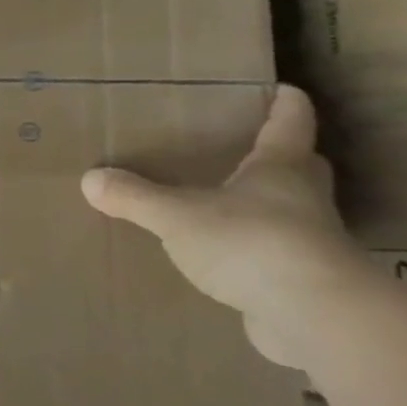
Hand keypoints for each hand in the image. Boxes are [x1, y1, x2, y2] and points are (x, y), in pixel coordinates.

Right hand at [80, 85, 370, 361]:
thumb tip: (90, 178)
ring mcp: (310, 242)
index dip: (286, 103)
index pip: (290, 123)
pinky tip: (227, 259)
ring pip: (292, 211)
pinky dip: (257, 250)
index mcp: (279, 169)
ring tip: (225, 205)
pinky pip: (277, 254)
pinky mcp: (305, 281)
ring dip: (268, 205)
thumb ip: (134, 197)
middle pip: (300, 166)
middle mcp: (302, 199)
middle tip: (247, 148)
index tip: (282, 88)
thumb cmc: (250, 243)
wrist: (316, 316)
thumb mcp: (177, 216)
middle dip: (280, 155)